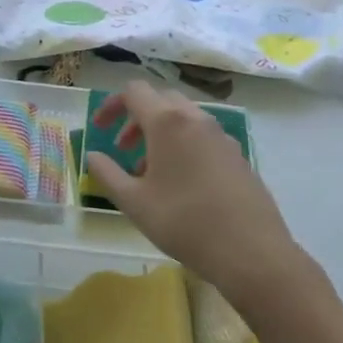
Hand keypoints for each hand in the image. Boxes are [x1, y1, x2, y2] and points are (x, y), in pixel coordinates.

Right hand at [86, 81, 307, 299]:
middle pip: (161, 100)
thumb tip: (92, 156)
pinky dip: (183, 145)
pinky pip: (203, 136)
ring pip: (184, 118)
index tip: (100, 130)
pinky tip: (181, 183)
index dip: (111, 105)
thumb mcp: (133, 202)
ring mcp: (221, 136)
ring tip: (149, 171)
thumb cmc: (183, 222)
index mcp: (167, 122)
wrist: (250, 251)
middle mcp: (196, 119)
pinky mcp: (238, 155)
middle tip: (123, 148)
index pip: (134, 92)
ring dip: (160, 133)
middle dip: (137, 118)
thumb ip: (106, 174)